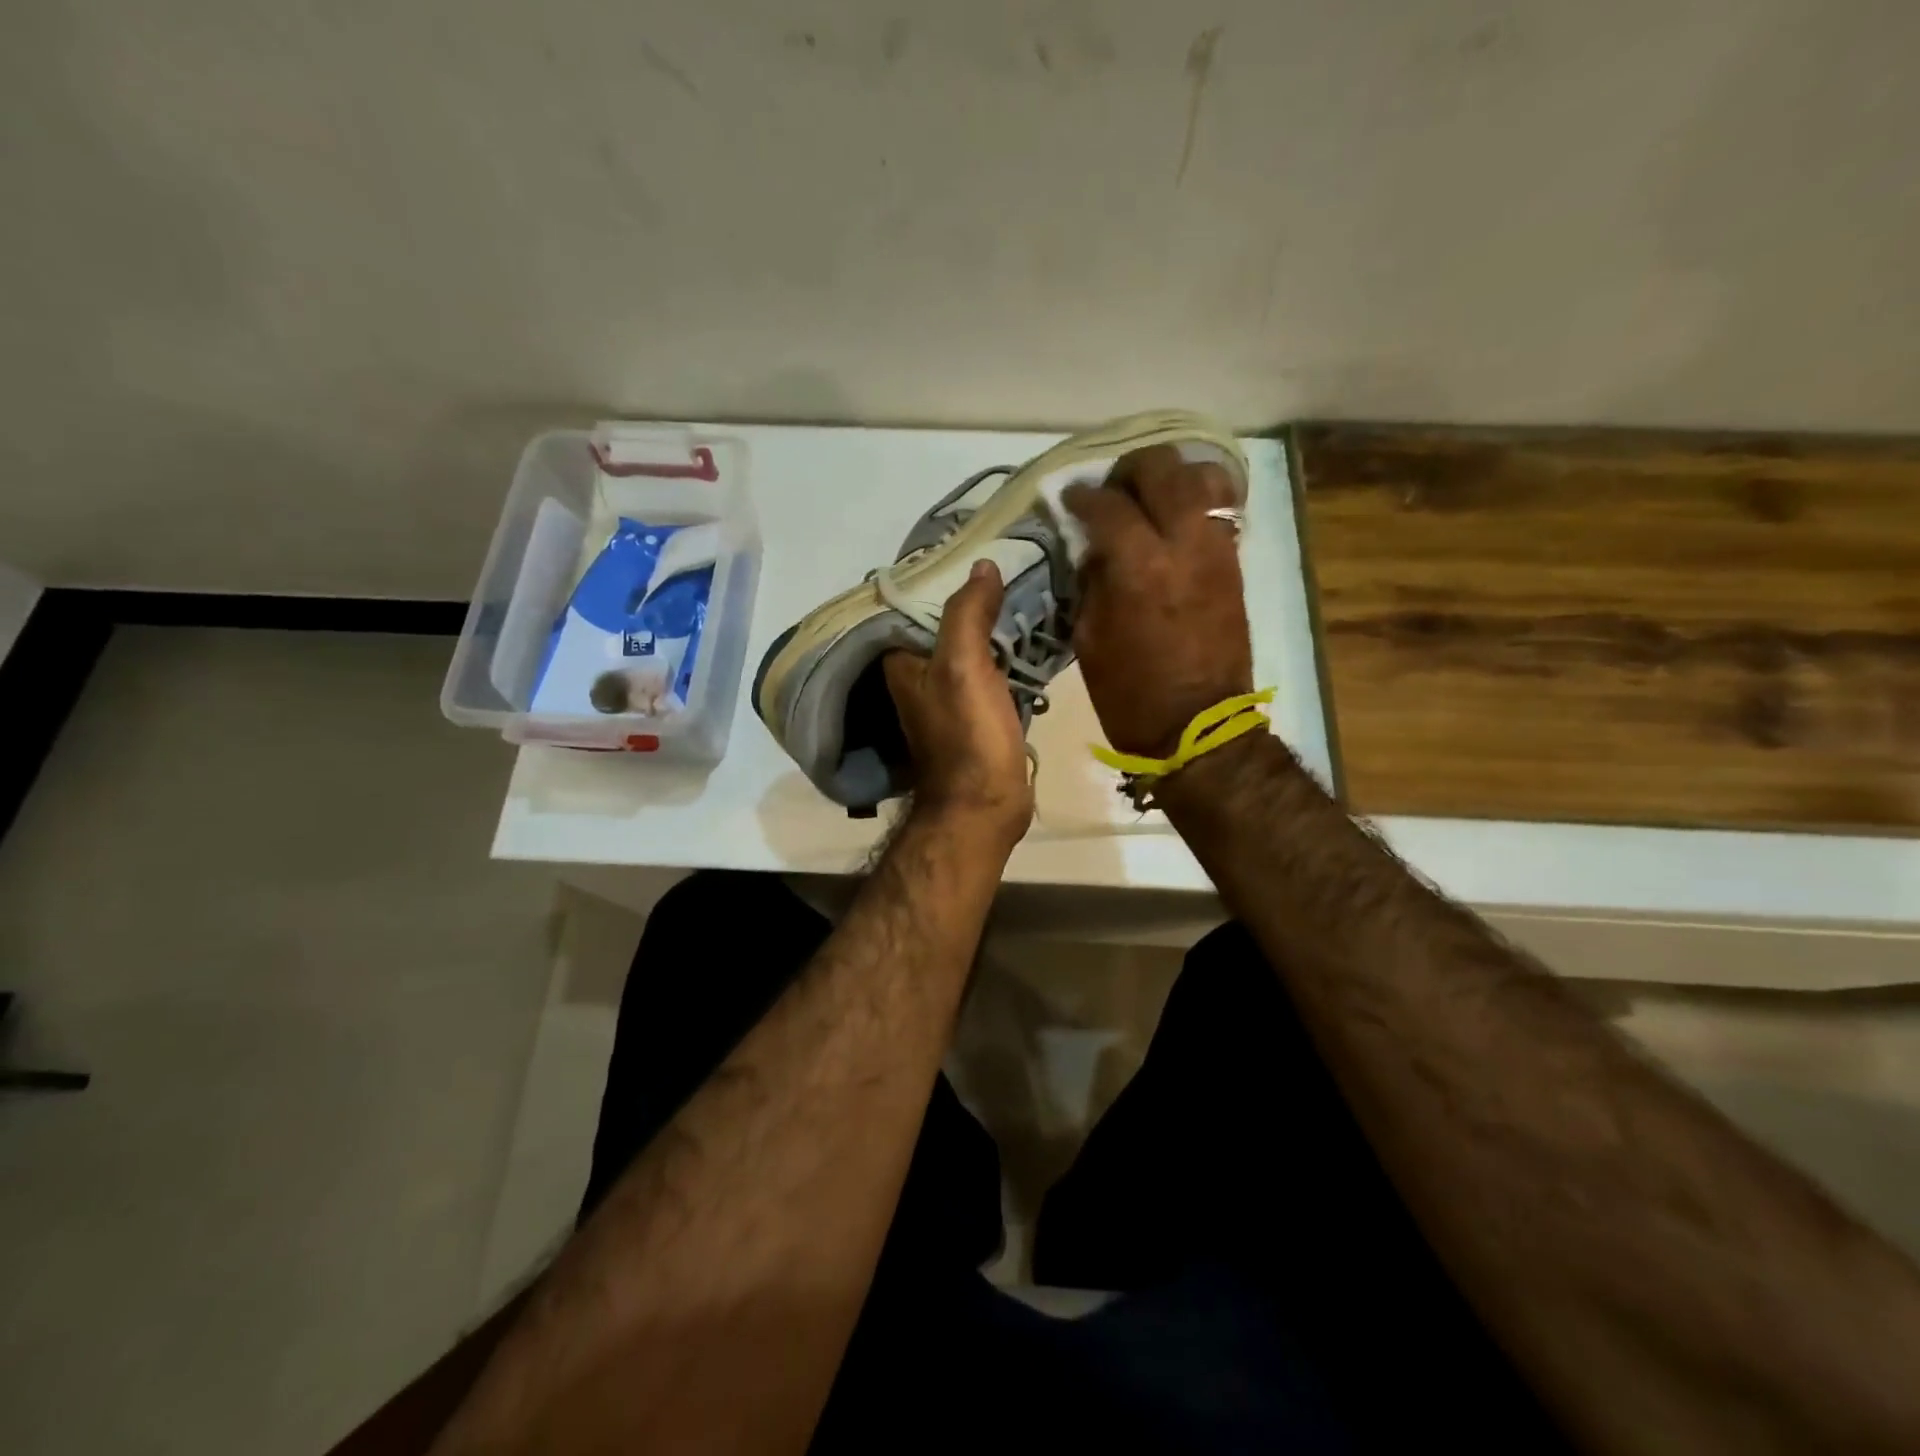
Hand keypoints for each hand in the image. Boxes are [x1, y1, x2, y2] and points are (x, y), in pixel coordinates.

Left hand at [882, 560, 1034, 848]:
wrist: (985, 805)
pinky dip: (1005, 651)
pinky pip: (990, 669)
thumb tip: (983, 563)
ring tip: (1023, 587)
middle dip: (971, 596)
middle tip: (1008, 564)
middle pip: (943, 623)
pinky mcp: (976, 713)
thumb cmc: (967, 735)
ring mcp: (948, 695)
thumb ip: (968, 613)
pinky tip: (1029, 631)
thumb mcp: (962, 666)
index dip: (938, 575)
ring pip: (969, 645)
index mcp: (902, 661)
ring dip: (991, 623)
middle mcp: (918, 675)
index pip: (911, 603)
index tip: (970, 547)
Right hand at [1064, 445, 1252, 757]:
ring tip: (1149, 498)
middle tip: (1110, 492)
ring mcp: (1216, 550)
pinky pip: (1221, 508)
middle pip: (1161, 469)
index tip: (1069, 500)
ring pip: (1202, 476)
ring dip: (1170, 478)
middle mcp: (1183, 544)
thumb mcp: (1088, 638)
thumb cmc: (1130, 693)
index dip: (1082, 497)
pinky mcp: (1234, 563)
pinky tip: (1173, 519)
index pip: (1107, 505)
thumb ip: (1089, 581)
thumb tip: (1092, 547)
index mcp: (1139, 567)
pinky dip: (1195, 500)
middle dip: (1129, 471)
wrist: (1197, 727)